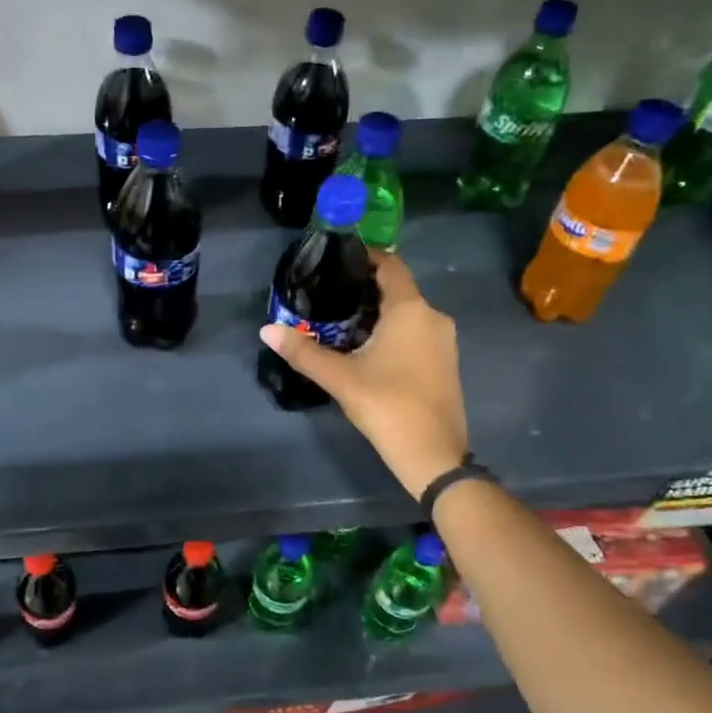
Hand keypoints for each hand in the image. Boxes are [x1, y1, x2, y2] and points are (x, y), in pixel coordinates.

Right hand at [260, 253, 467, 498]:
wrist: (433, 456)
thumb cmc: (387, 406)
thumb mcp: (340, 378)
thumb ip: (303, 351)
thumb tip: (266, 330)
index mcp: (410, 310)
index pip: (390, 265)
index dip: (364, 257)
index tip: (335, 260)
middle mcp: (433, 317)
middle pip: (397, 290)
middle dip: (364, 289)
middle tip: (328, 295)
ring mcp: (444, 341)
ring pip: (407, 313)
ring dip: (378, 313)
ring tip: (341, 321)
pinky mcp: (445, 363)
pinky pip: (416, 333)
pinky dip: (393, 332)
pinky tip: (367, 348)